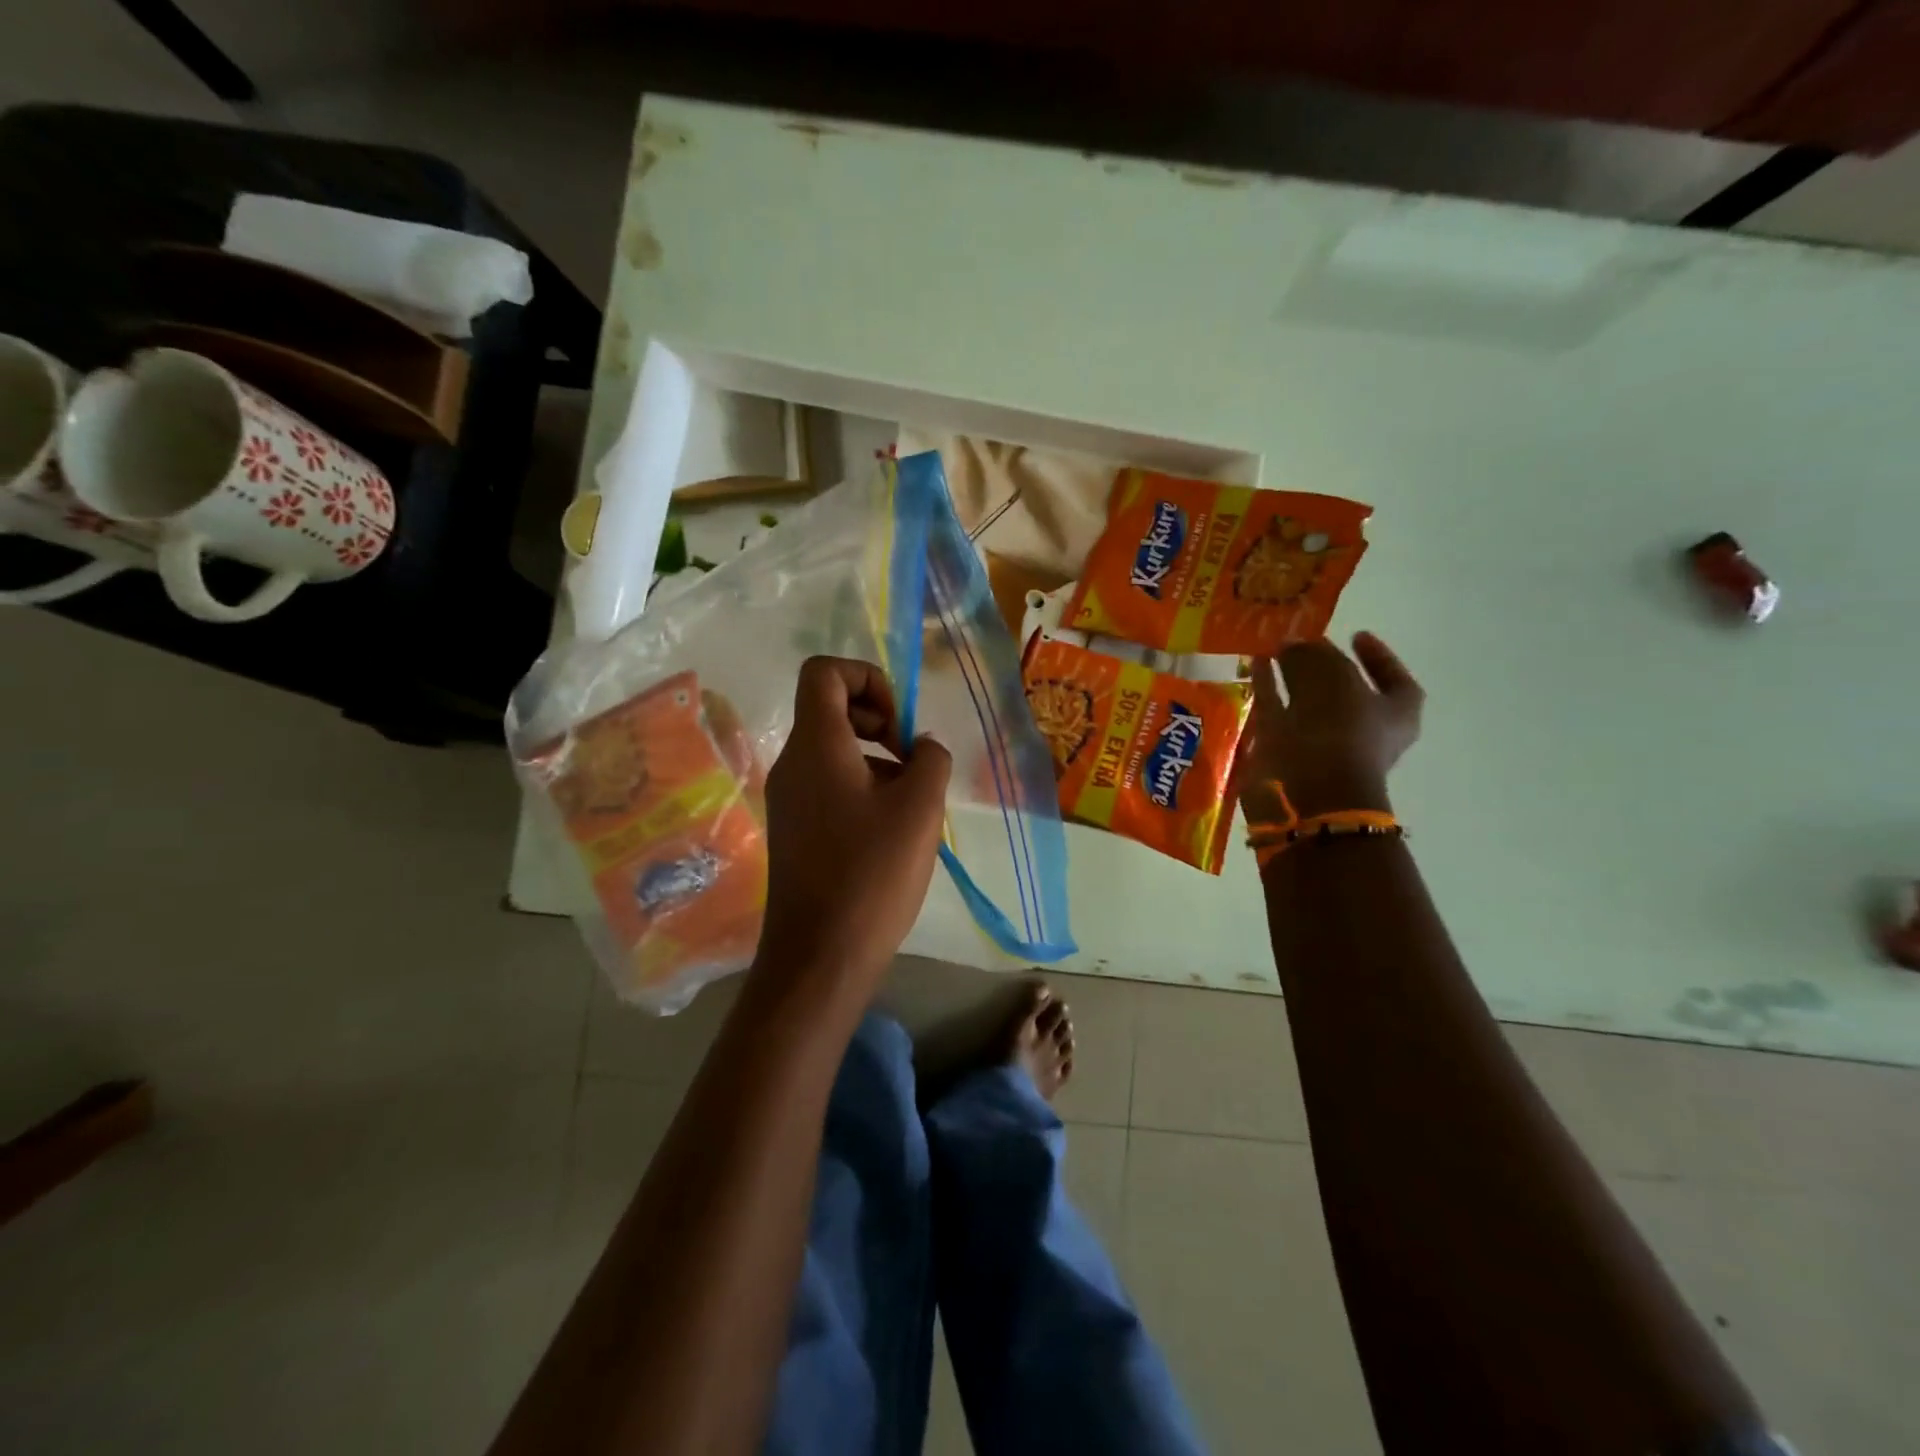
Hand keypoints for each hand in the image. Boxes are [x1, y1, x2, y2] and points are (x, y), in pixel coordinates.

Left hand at [756, 657, 952, 993]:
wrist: (820, 956)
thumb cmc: (872, 873)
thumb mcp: (920, 807)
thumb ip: (931, 759)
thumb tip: (922, 749)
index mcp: (816, 745)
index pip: (824, 672)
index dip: (868, 679)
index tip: (898, 727)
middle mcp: (792, 763)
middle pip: (830, 708)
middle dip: (879, 720)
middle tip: (912, 762)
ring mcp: (788, 798)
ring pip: (833, 749)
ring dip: (877, 758)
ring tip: (911, 802)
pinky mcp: (794, 829)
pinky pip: (828, 784)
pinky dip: (862, 787)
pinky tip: (891, 830)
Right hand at [1242, 632, 1423, 822]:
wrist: (1308, 792)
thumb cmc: (1341, 732)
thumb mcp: (1337, 681)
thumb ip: (1317, 657)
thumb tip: (1295, 644)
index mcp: (1393, 715)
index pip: (1392, 677)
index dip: (1376, 656)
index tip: (1355, 635)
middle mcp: (1361, 730)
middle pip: (1344, 689)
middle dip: (1323, 666)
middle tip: (1303, 642)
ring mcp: (1322, 742)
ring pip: (1307, 702)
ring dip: (1292, 677)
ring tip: (1275, 649)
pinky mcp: (1286, 750)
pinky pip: (1277, 711)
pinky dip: (1268, 688)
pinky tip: (1255, 665)